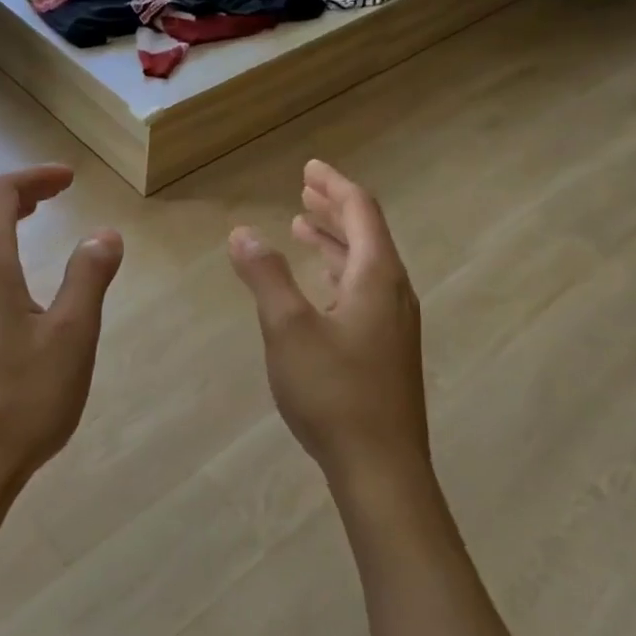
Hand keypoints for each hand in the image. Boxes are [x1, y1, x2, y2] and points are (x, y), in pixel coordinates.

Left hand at [0, 165, 123, 511]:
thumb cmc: (23, 399)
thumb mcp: (72, 335)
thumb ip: (88, 277)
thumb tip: (105, 234)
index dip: (34, 177)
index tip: (71, 179)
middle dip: (17, 191)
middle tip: (56, 193)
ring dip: (1, 218)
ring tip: (36, 221)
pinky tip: (14, 275)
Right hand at [228, 160, 428, 488]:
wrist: (382, 468)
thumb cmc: (334, 392)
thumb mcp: (287, 328)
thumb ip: (265, 276)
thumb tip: (242, 232)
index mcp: (376, 276)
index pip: (360, 211)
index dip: (334, 185)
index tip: (310, 167)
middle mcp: (392, 292)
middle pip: (366, 234)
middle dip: (334, 207)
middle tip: (305, 188)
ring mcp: (393, 323)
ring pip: (364, 264)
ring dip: (334, 241)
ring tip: (304, 226)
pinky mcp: (387, 349)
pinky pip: (362, 290)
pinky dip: (337, 272)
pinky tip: (318, 286)